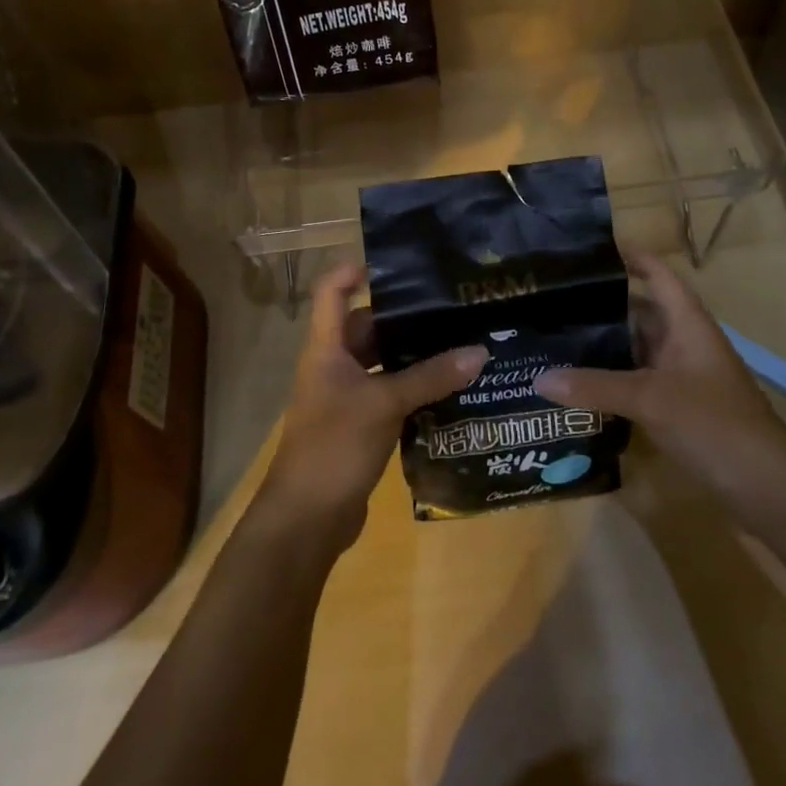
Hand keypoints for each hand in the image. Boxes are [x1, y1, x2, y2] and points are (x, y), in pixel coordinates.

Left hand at [259, 262, 485, 551]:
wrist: (306, 519)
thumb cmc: (334, 446)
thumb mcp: (384, 404)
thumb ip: (430, 377)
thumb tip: (479, 352)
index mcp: (326, 348)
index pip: (331, 291)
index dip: (353, 270)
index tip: (396, 265)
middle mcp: (333, 365)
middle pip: (365, 326)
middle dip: (402, 318)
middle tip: (449, 307)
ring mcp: (345, 398)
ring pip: (381, 363)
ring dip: (412, 356)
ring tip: (459, 343)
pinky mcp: (359, 426)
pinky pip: (389, 394)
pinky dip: (413, 389)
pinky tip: (449, 389)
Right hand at [533, 253, 785, 512]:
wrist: (767, 486)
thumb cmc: (714, 423)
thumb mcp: (650, 399)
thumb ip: (595, 386)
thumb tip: (539, 378)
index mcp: (687, 323)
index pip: (657, 274)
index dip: (629, 256)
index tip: (588, 249)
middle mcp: (684, 341)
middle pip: (640, 310)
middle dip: (601, 305)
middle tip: (553, 299)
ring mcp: (683, 375)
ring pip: (637, 347)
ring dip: (605, 344)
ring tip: (556, 336)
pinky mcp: (679, 405)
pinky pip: (638, 379)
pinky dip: (612, 377)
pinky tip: (579, 382)